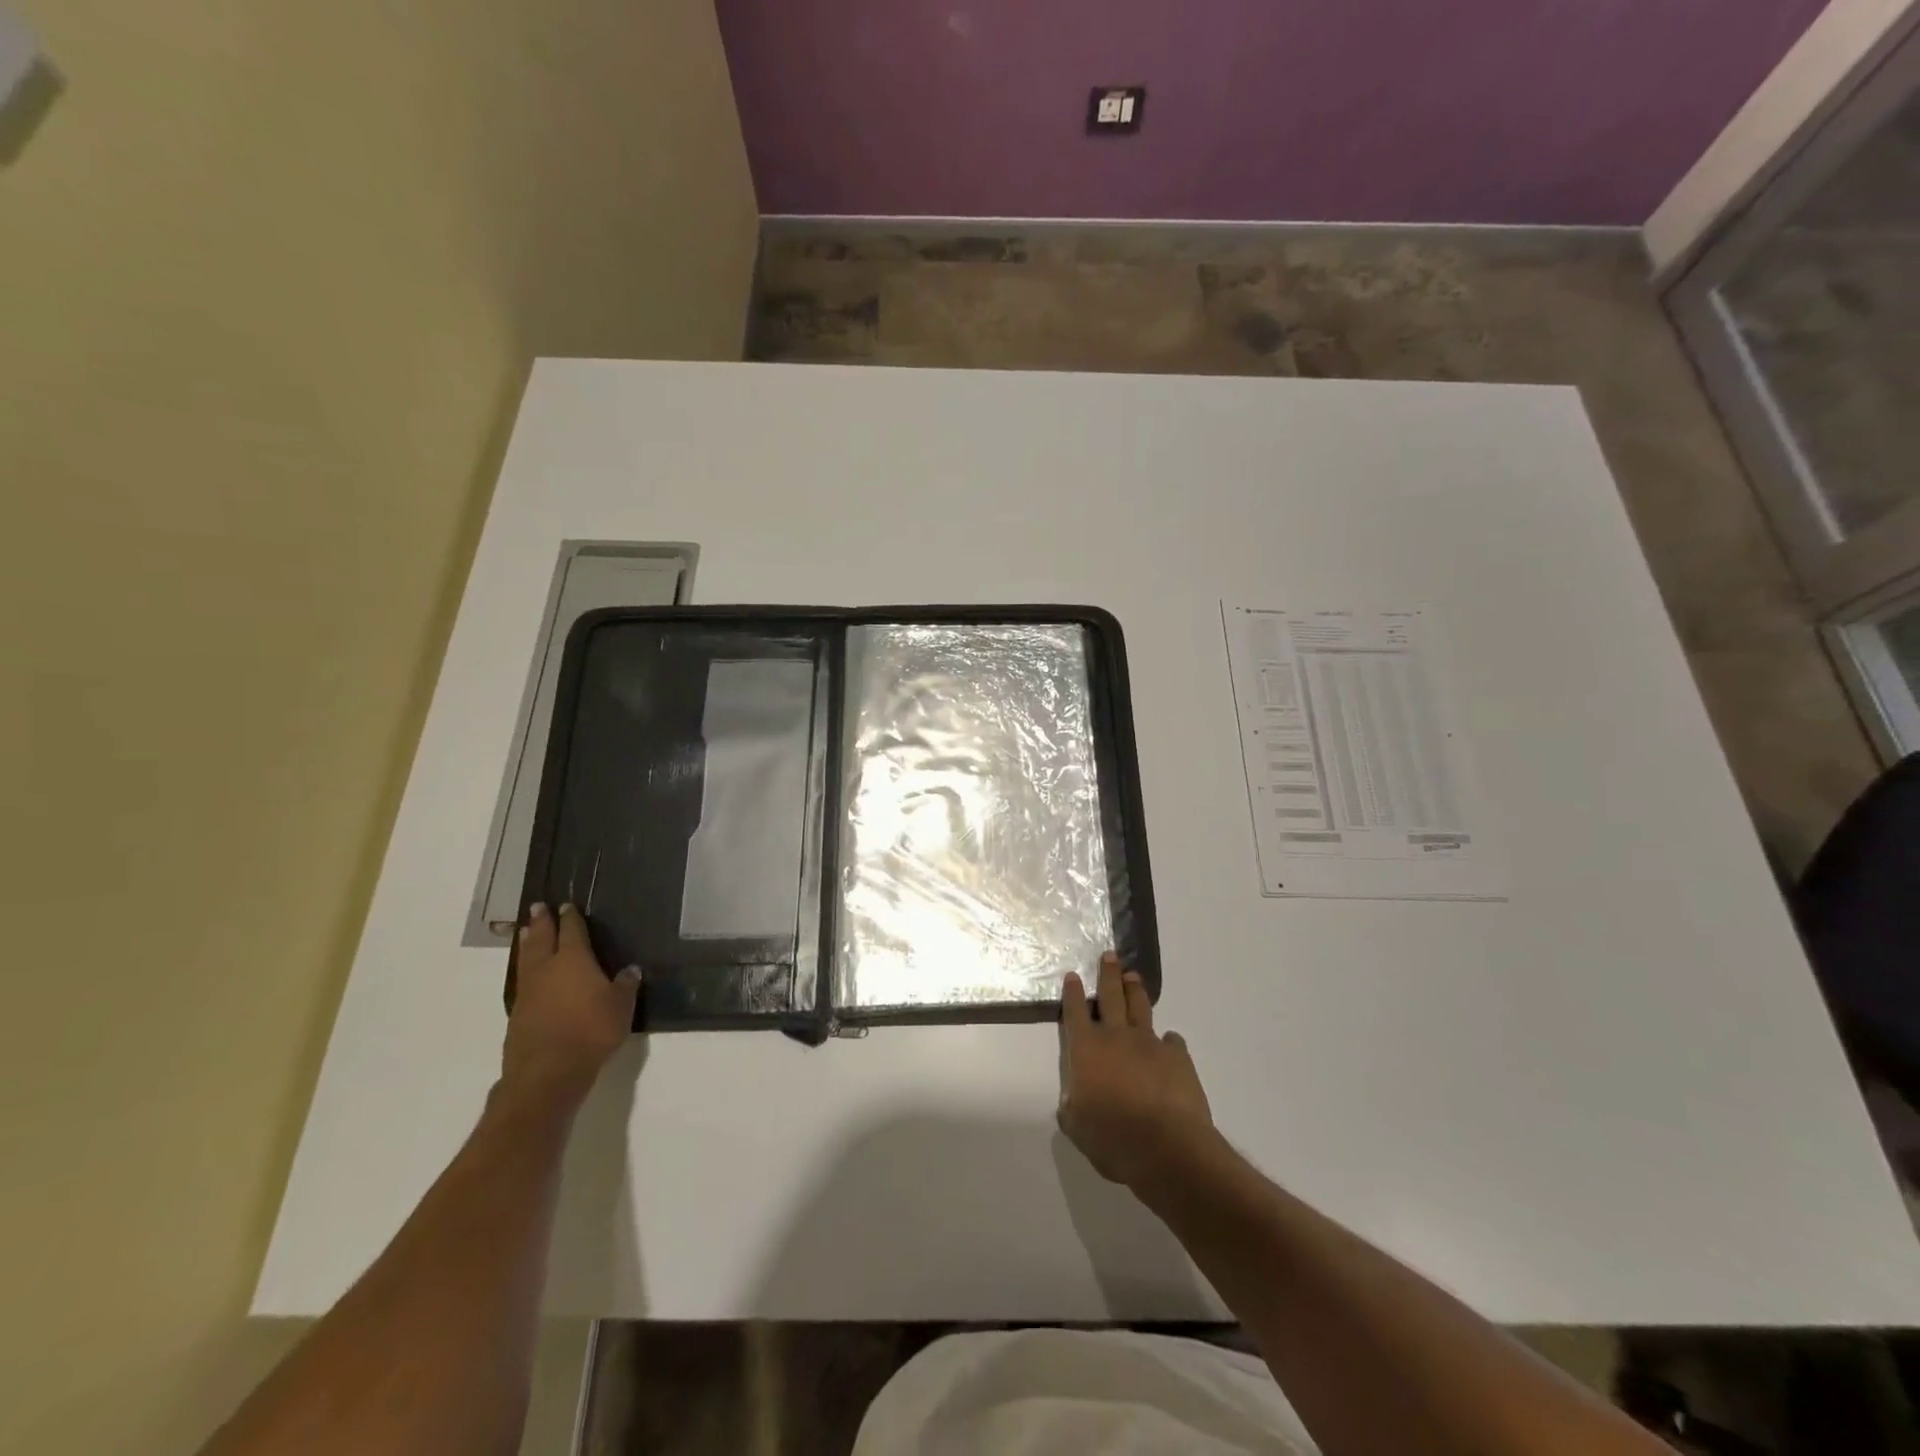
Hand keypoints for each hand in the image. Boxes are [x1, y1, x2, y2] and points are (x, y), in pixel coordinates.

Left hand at [501, 903, 640, 1112]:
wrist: (547, 1071)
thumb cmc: (591, 1031)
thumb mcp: (621, 1006)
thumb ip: (625, 985)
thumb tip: (630, 969)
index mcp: (573, 960)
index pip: (571, 931)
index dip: (570, 918)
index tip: (565, 905)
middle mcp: (547, 969)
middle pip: (541, 939)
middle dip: (540, 923)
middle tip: (537, 907)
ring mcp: (528, 992)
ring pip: (526, 959)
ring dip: (527, 943)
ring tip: (524, 932)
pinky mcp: (517, 1014)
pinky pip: (522, 982)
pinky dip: (525, 971)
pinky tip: (529, 976)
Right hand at [1057, 952, 1215, 1191]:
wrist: (1167, 1146)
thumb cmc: (1113, 1138)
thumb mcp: (1078, 1128)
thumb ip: (1073, 1109)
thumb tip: (1073, 1102)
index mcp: (1086, 1049)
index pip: (1075, 1012)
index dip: (1073, 993)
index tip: (1073, 975)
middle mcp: (1116, 1037)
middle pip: (1111, 996)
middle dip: (1108, 974)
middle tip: (1110, 955)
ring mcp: (1149, 1043)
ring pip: (1140, 1008)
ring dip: (1136, 991)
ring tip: (1134, 976)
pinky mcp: (1178, 1057)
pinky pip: (1171, 1041)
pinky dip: (1168, 1040)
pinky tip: (1168, 1042)